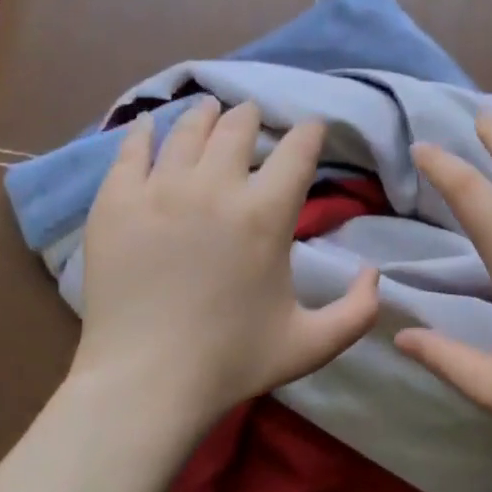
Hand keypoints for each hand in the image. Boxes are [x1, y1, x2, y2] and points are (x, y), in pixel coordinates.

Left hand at [73, 96, 380, 424]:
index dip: (309, 132)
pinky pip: (131, 150)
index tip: (311, 128)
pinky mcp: (116, 202)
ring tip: (211, 109)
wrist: (147, 382)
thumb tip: (375, 272)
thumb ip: (358, 310)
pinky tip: (151, 124)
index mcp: (267, 215)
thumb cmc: (233, 363)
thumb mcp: (313, 344)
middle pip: (238, 128)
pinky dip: (146, 132)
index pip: (297, 151)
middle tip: (254, 117)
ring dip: (206, 115)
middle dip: (253, 118)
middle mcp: (215, 187)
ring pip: (187, 130)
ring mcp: (159, 190)